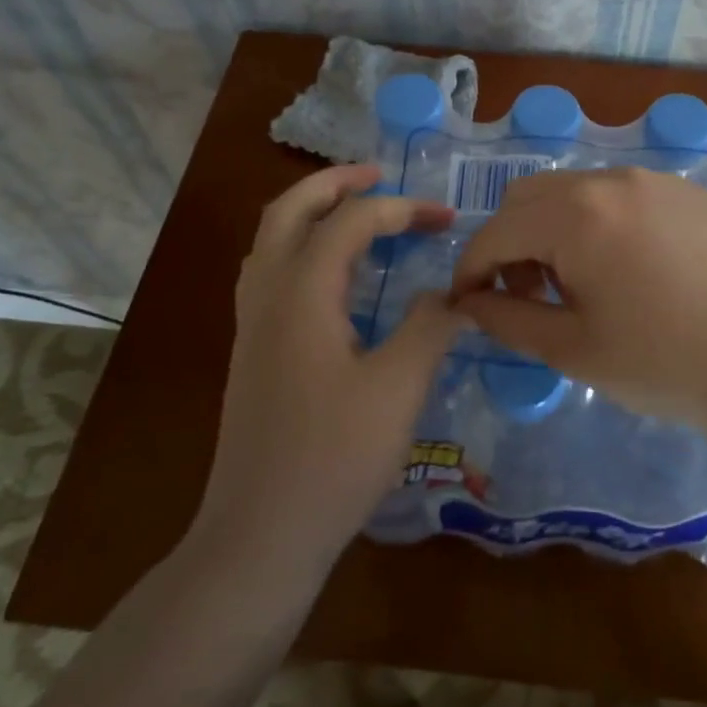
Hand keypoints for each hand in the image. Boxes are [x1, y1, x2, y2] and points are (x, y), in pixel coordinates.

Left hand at [194, 164, 466, 574]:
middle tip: (378, 174)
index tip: (445, 219)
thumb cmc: (333, 459)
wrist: (261, 532)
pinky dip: (301, 247)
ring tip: (355, 210)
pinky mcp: (252, 351)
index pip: (350, 221)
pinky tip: (332, 274)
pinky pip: (270, 272)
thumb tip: (455, 293)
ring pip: (271, 240)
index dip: (401, 209)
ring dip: (311, 212)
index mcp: (301, 293)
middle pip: (289, 211)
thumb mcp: (399, 388)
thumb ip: (430, 326)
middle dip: (334, 183)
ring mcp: (252, 324)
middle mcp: (267, 295)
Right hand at [449, 168, 706, 435]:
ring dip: (552, 231)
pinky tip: (625, 269)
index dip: (471, 270)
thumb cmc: (666, 364)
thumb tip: (468, 301)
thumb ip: (506, 319)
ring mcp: (655, 180)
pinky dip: (597, 224)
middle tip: (526, 297)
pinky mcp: (689, 193)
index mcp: (576, 215)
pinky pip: (620, 195)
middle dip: (510, 244)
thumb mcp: (573, 350)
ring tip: (577, 286)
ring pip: (574, 192)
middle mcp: (612, 180)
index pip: (496, 232)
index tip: (467, 305)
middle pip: (529, 198)